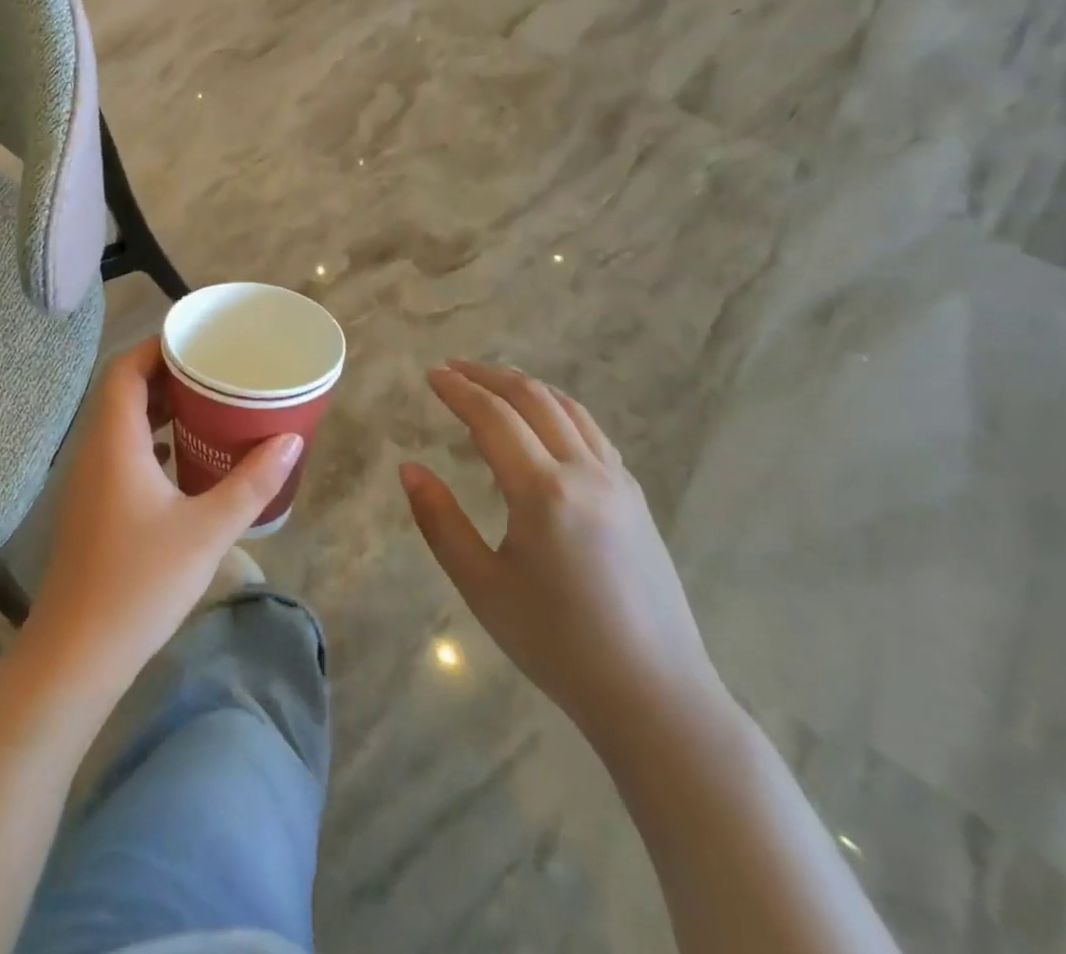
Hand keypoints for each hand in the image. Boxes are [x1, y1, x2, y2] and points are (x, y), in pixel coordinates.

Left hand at [28, 338, 302, 682]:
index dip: (155, 348)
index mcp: (114, 441)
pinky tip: (180, 460)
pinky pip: (120, 455)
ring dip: (158, 411)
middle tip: (212, 374)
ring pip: (120, 425)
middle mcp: (94, 451)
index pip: (125, 370)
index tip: (196, 343)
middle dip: (165, 377)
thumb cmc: (140, 582)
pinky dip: (149, 443)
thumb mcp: (206, 530)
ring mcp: (88, 482)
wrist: (77, 652)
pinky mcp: (91, 508)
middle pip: (123, 393)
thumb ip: (251, 484)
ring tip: (205, 409)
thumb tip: (290, 441)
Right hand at [400, 362, 725, 749]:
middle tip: (453, 369)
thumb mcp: (481, 586)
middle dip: (489, 376)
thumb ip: (439, 521)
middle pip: (533, 399)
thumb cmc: (557, 644)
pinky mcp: (636, 499)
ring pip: (569, 410)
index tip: (430, 374)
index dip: (458, 390)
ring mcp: (618, 483)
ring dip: (526, 387)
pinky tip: (543, 423)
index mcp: (542, 491)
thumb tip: (409, 469)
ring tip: (492, 383)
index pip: (492, 417)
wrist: (655, 696)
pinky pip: (592, 432)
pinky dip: (558, 410)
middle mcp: (585, 473)